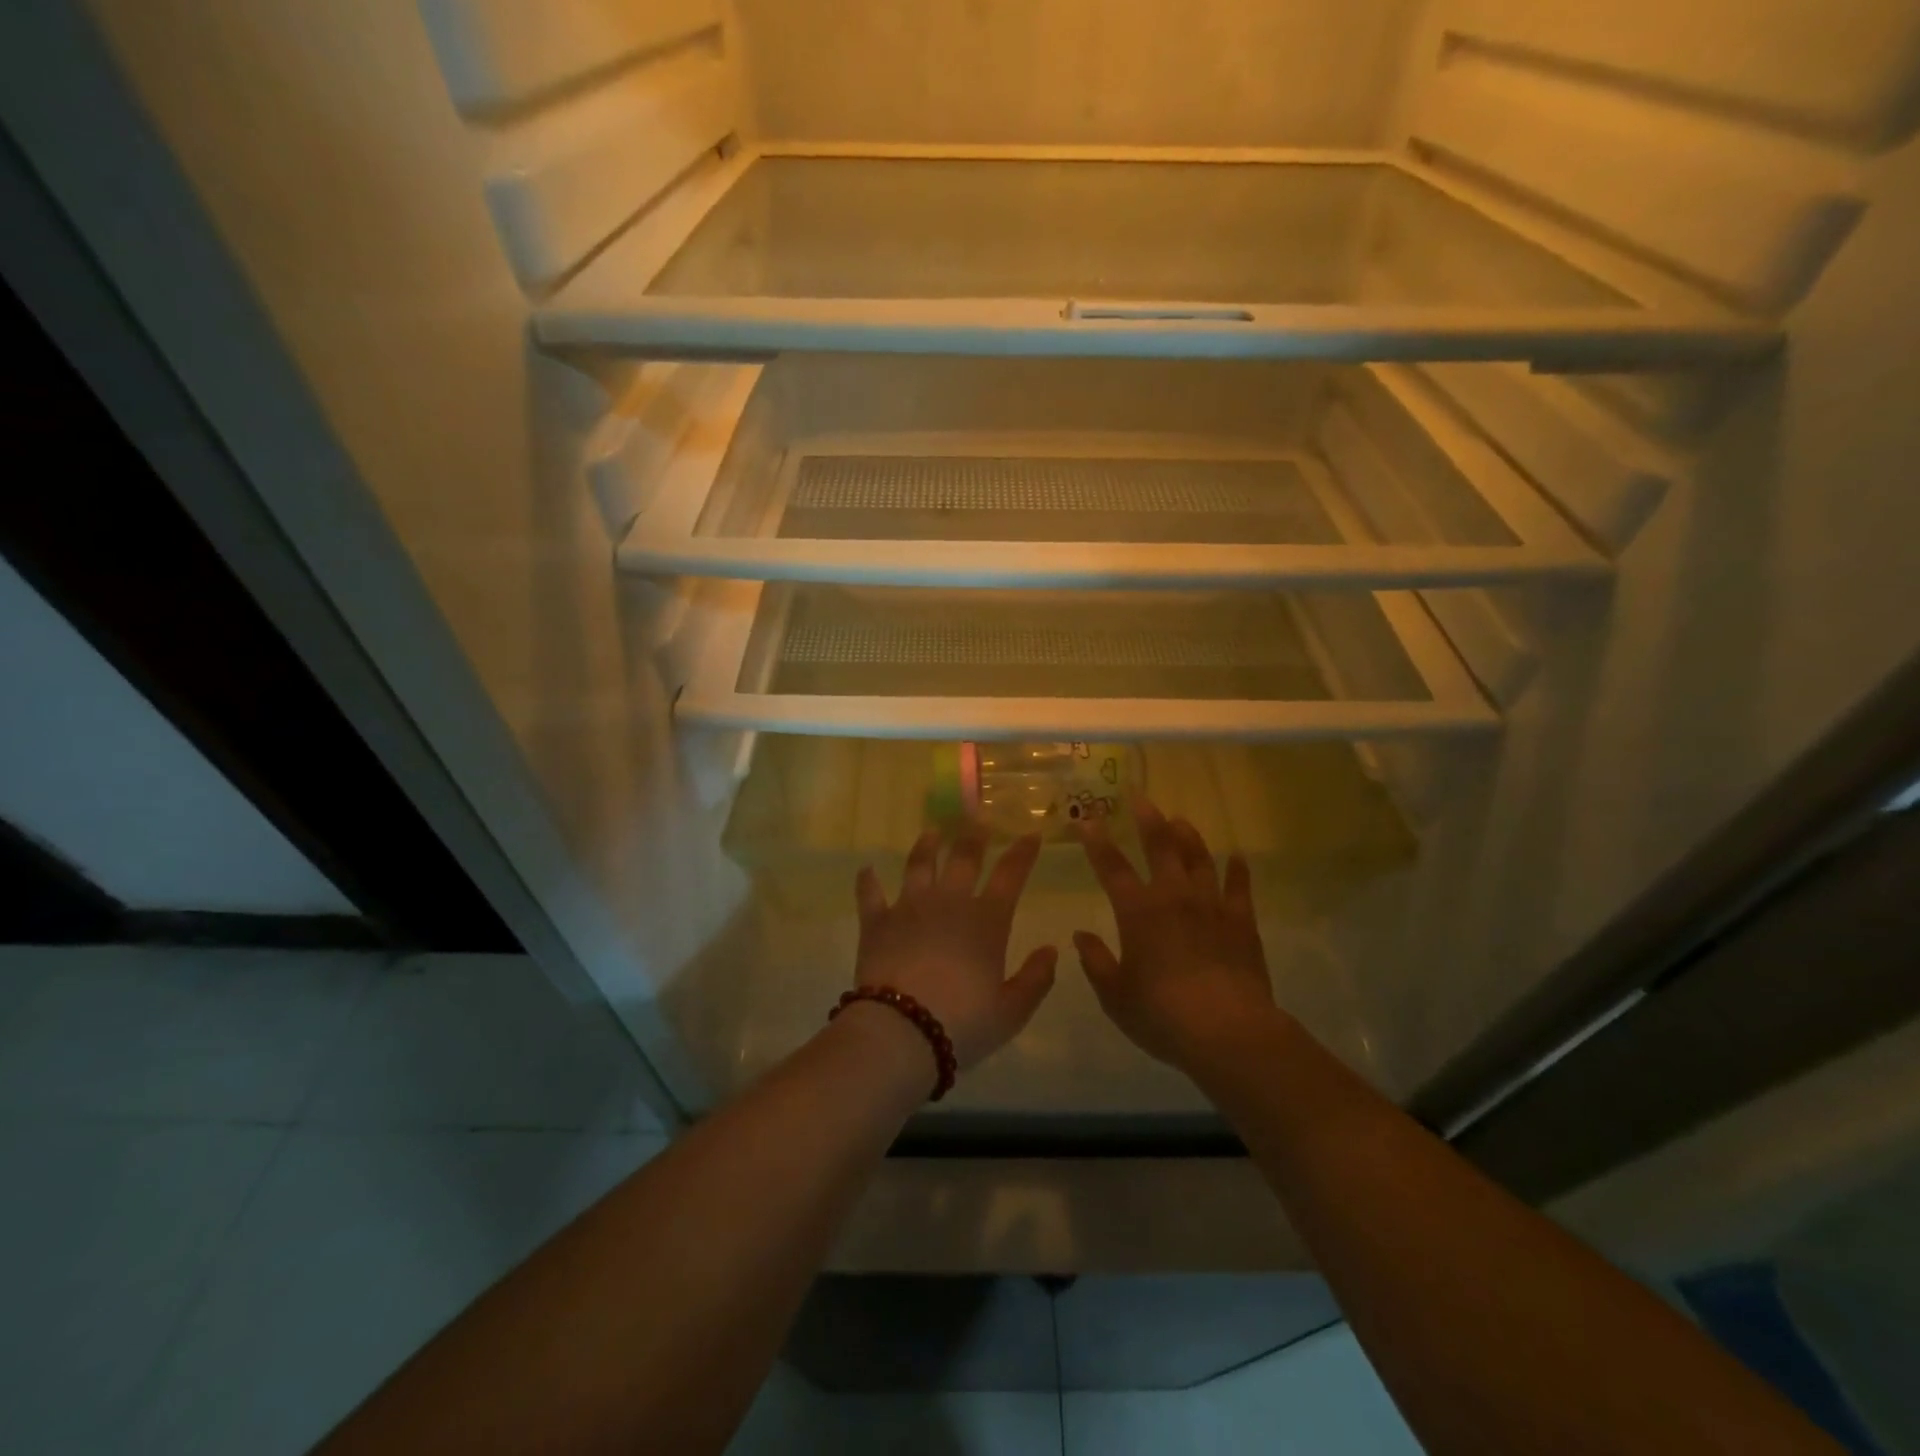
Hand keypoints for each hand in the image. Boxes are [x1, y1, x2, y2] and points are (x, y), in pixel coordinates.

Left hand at [853, 827, 1057, 1070]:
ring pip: (919, 865)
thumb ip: (1036, 979)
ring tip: (932, 831)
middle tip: (977, 818)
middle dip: (974, 836)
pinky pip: (870, 894)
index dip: (1023, 853)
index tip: (1031, 834)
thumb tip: (1052, 950)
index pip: (1011, 875)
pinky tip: (866, 870)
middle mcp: (949, 902)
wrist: (901, 1031)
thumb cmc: (963, 1023)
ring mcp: (909, 907)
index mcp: (986, 921)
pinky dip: (868, 881)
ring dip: (926, 845)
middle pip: (964, 858)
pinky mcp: (876, 922)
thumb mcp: (1012, 1010)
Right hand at [1075, 798, 1277, 1070]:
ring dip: (1188, 837)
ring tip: (1180, 820)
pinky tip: (1237, 858)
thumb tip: (1079, 936)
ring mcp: (1211, 906)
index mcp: (1138, 912)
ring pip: (1199, 859)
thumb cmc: (1162, 1015)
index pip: (1112, 867)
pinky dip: (1238, 871)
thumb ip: (1096, 962)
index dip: (1097, 842)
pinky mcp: (1242, 922)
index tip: (1087, 820)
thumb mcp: (1115, 995)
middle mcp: (1173, 898)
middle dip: (1148, 820)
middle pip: (1160, 848)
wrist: (1228, 1032)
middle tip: (1140, 797)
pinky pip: (1240, 888)